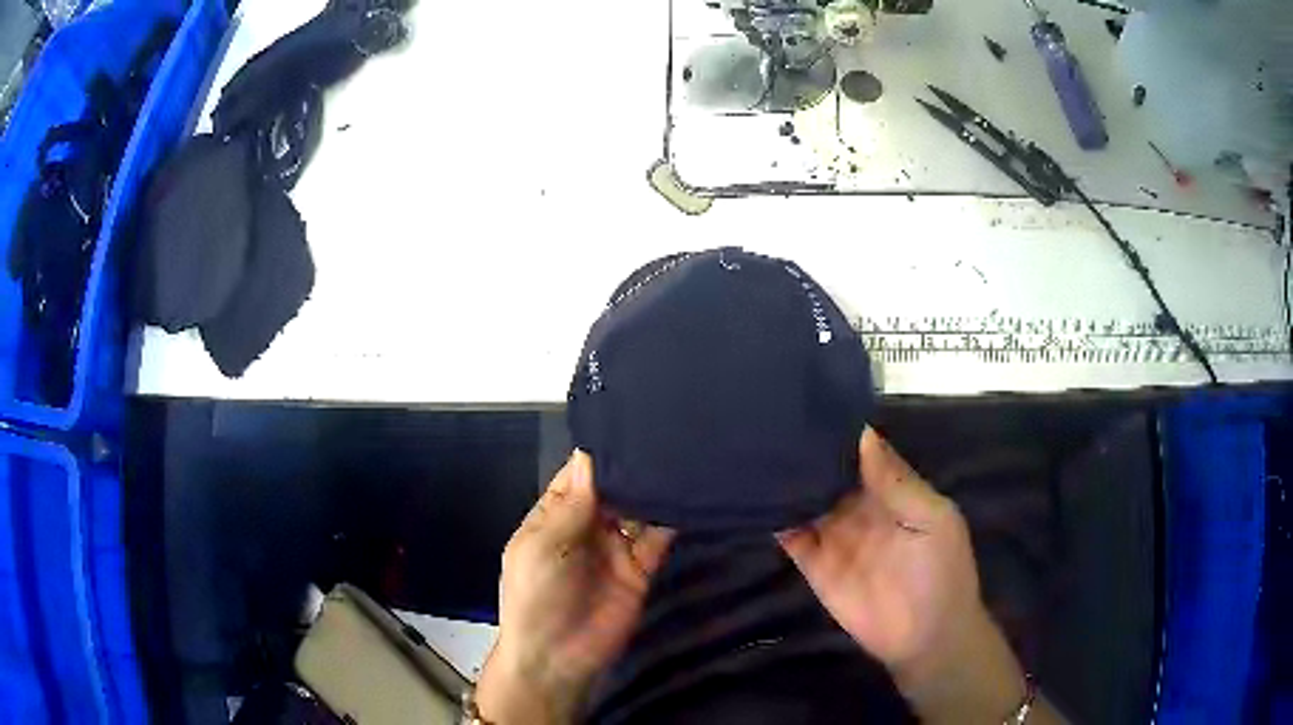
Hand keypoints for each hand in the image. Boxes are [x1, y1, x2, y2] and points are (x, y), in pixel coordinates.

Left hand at [477, 451, 674, 723]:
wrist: (556, 658)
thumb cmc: (534, 597)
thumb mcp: (540, 547)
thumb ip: (571, 506)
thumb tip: (593, 456)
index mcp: (555, 515)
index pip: (580, 473)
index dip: (601, 451)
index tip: (629, 421)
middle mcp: (588, 524)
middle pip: (614, 486)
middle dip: (633, 465)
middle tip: (665, 432)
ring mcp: (616, 546)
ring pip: (638, 507)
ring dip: (654, 487)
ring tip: (680, 454)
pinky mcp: (641, 567)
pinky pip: (658, 536)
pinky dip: (671, 517)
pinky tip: (687, 493)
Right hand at [777, 428, 1035, 722]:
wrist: (926, 636)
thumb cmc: (941, 571)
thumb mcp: (933, 518)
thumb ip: (898, 481)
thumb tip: (864, 435)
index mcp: (891, 491)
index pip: (860, 453)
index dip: (840, 433)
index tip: (809, 405)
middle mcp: (859, 508)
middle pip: (828, 474)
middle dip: (806, 454)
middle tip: (772, 421)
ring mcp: (835, 537)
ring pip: (806, 502)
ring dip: (787, 483)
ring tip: (754, 451)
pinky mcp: (815, 566)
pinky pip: (792, 538)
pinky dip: (776, 520)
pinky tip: (754, 497)